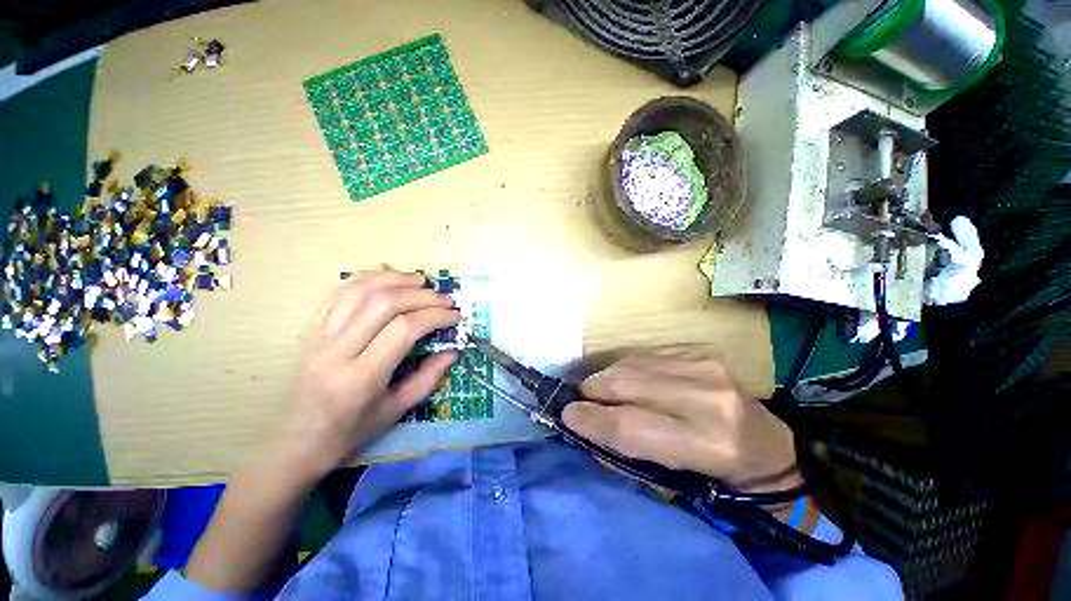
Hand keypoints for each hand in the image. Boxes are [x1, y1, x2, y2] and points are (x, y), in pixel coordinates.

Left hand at [273, 270, 459, 479]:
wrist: (292, 443)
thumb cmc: (347, 433)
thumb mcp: (395, 412)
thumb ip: (428, 379)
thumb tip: (453, 352)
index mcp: (360, 377)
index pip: (404, 329)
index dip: (435, 316)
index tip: (455, 316)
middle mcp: (337, 350)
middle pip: (384, 303)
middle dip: (421, 295)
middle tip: (444, 298)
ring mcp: (319, 336)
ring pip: (359, 290)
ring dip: (395, 278)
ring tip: (420, 280)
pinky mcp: (311, 329)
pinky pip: (338, 292)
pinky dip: (366, 277)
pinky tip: (386, 275)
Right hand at [562, 350, 798, 491]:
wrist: (767, 446)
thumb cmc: (718, 476)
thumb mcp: (674, 482)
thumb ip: (626, 452)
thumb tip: (585, 425)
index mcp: (709, 444)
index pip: (632, 427)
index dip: (592, 419)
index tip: (566, 415)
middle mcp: (709, 398)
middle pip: (628, 384)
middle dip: (592, 390)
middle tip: (577, 398)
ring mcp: (706, 367)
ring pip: (632, 364)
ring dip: (606, 377)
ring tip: (596, 389)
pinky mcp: (700, 352)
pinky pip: (645, 355)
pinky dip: (625, 368)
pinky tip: (623, 379)